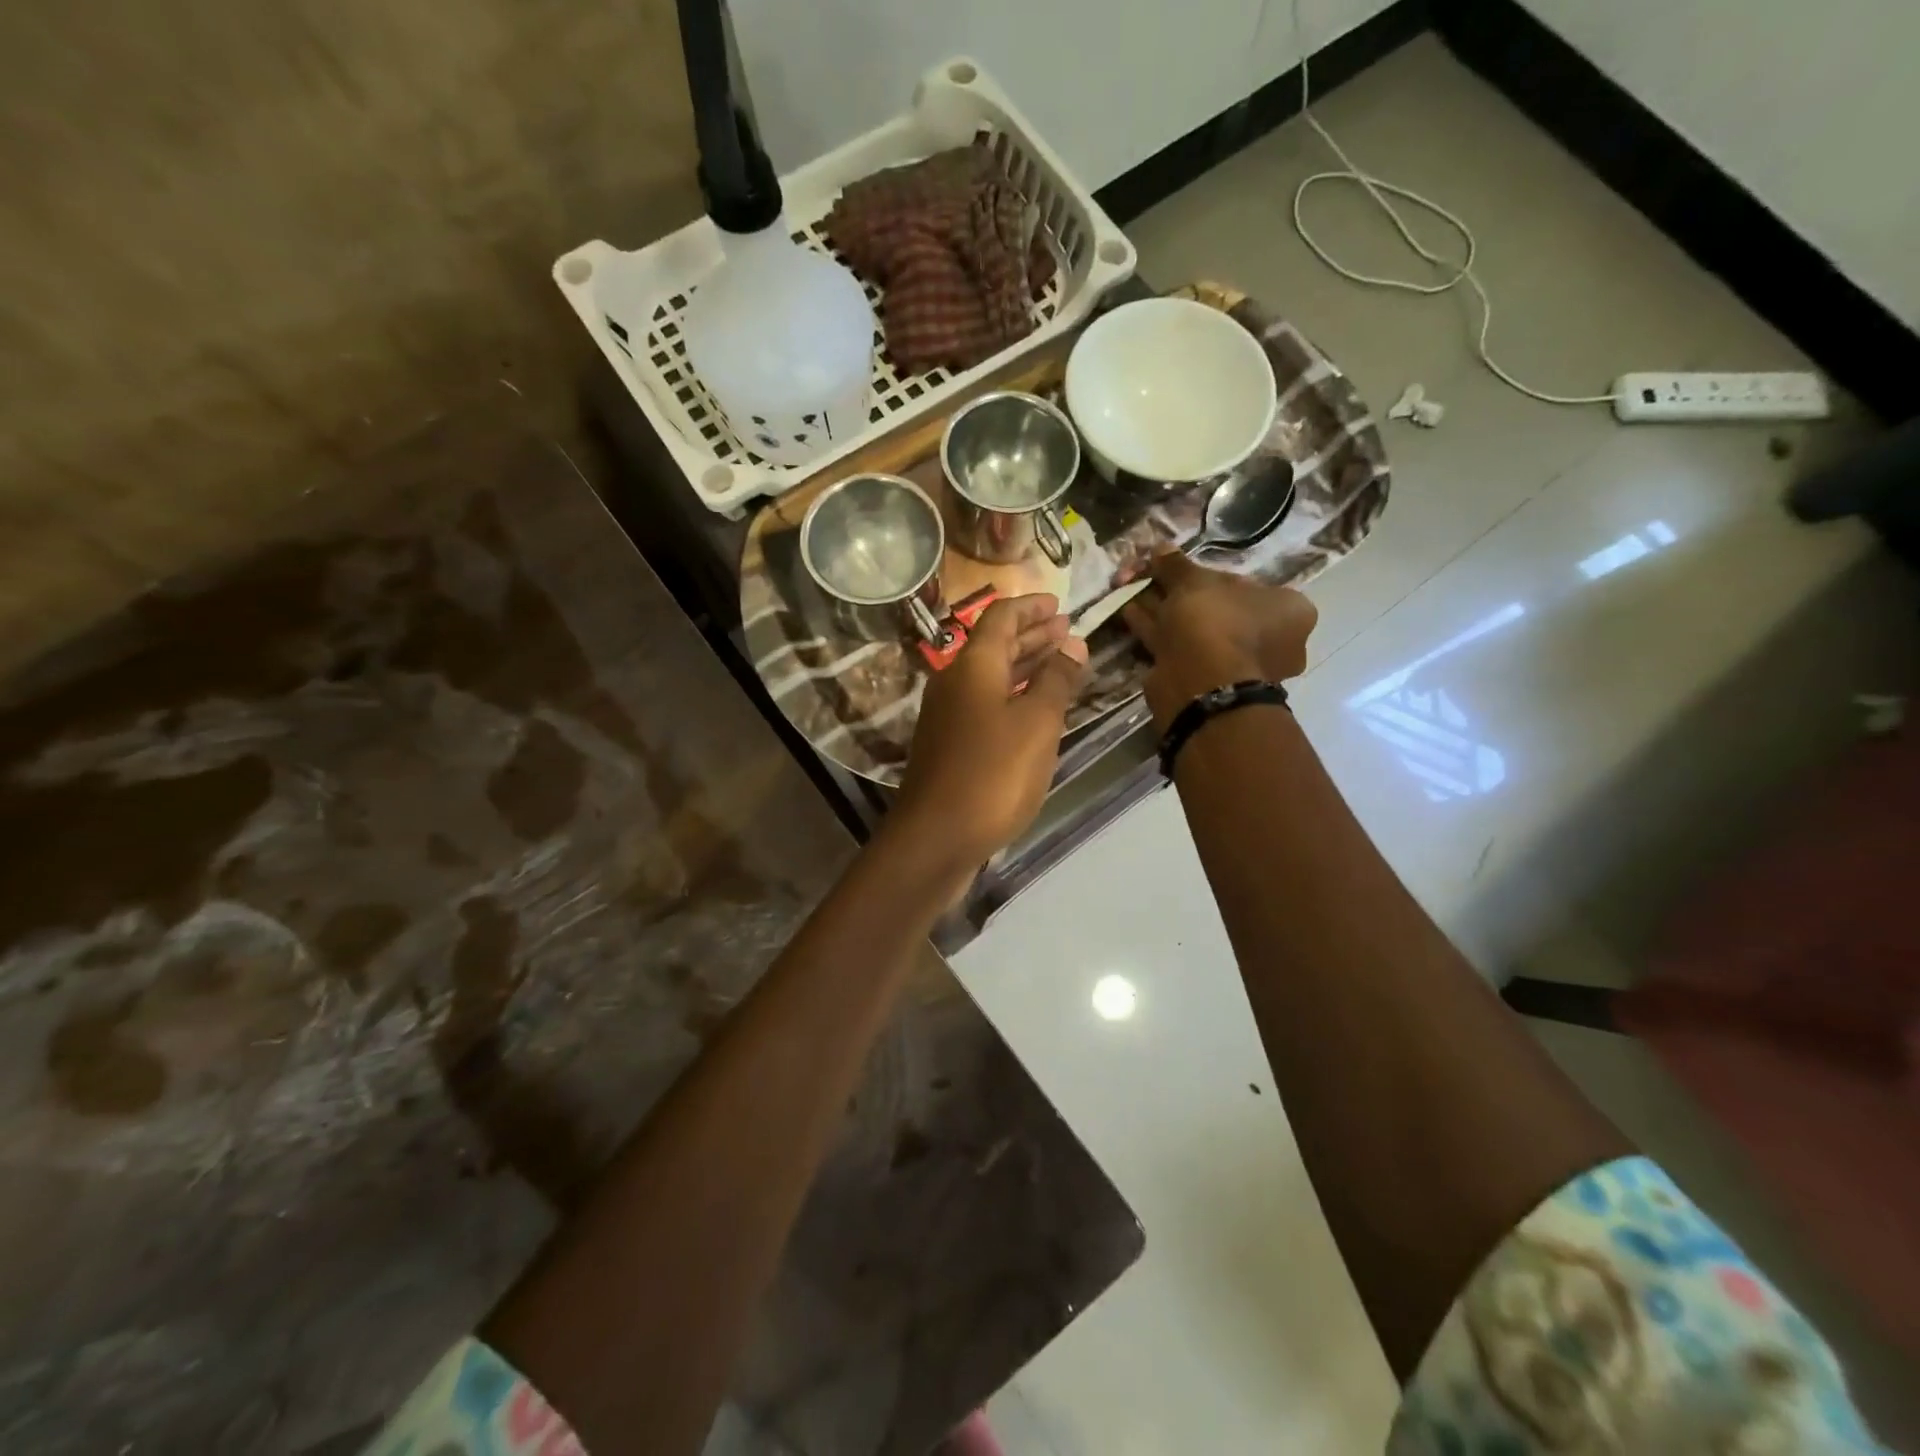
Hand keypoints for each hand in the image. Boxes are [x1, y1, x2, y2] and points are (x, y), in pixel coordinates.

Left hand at [894, 594, 1089, 868]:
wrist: (936, 837)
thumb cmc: (993, 774)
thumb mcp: (1037, 723)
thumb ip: (1057, 680)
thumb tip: (1073, 642)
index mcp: (973, 666)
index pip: (1001, 618)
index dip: (1031, 608)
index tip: (1059, 604)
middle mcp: (955, 683)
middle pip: (994, 646)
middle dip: (1032, 635)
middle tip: (1066, 630)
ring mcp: (948, 716)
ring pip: (991, 677)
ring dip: (1025, 665)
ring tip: (1060, 662)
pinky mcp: (950, 745)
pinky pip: (986, 704)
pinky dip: (1013, 696)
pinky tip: (1035, 709)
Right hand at [1123, 552, 1317, 727]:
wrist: (1201, 685)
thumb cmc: (1216, 622)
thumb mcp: (1195, 581)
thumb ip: (1177, 565)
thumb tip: (1160, 548)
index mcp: (1288, 611)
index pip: (1249, 584)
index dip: (1209, 575)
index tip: (1181, 571)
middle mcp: (1272, 641)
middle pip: (1219, 608)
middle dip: (1181, 594)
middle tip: (1152, 580)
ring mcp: (1239, 666)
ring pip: (1196, 630)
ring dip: (1163, 611)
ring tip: (1132, 593)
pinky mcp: (1208, 684)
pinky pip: (1181, 649)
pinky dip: (1157, 632)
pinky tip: (1130, 614)